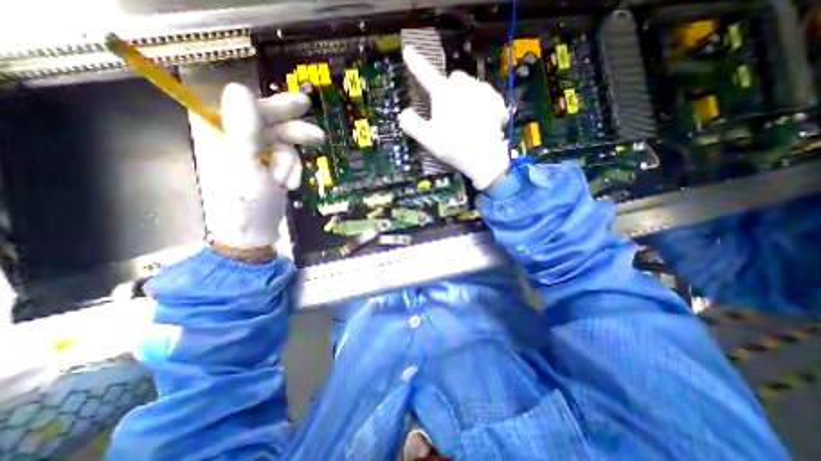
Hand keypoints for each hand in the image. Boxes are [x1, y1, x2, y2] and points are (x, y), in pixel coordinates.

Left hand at [198, 82, 324, 253]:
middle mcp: (234, 139)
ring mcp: (253, 154)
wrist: (253, 233)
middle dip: (294, 134)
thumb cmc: (244, 202)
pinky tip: (289, 185)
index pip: (251, 108)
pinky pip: (286, 159)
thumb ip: (244, 129)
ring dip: (291, 162)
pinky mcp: (267, 167)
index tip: (303, 106)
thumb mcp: (245, 166)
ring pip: (283, 144)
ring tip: (290, 181)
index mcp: (219, 132)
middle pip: (271, 124)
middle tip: (319, 137)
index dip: (277, 107)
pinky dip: (292, 171)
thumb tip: (240, 88)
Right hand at [400, 45, 510, 188]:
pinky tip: (481, 121)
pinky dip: (482, 106)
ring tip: (467, 119)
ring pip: (471, 85)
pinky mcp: (497, 101)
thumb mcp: (427, 139)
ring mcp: (483, 91)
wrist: (484, 157)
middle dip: (448, 90)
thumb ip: (412, 124)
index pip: (425, 74)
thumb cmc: (453, 147)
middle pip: (453, 79)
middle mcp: (464, 85)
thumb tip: (404, 113)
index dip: (415, 63)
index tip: (408, 51)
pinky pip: (486, 96)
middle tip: (448, 112)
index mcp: (444, 93)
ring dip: (466, 96)